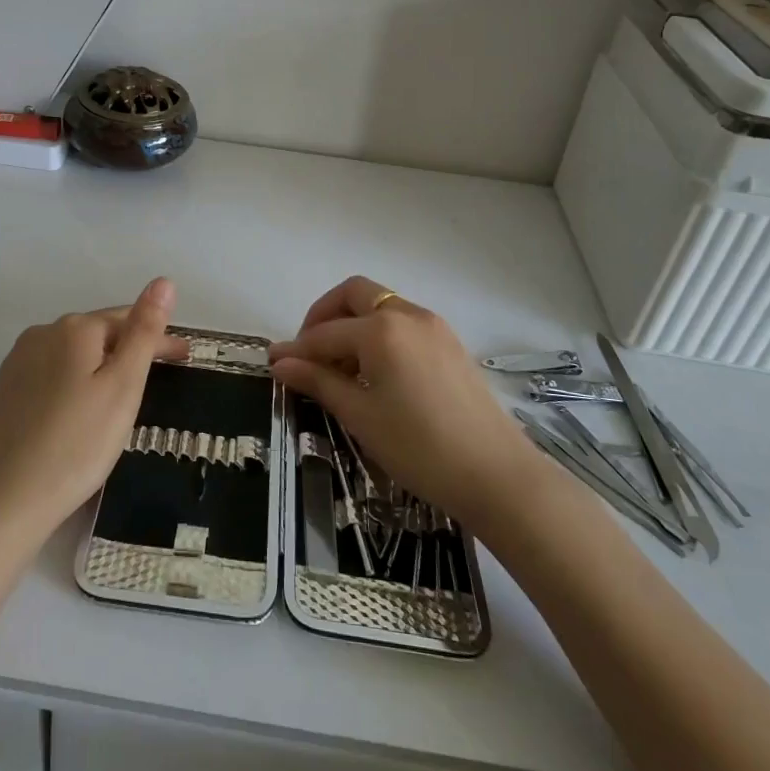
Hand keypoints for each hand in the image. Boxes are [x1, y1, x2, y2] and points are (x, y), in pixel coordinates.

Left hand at [0, 278, 186, 544]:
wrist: (8, 498)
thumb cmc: (79, 443)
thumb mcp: (124, 386)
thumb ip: (145, 331)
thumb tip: (163, 281)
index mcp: (74, 328)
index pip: (128, 320)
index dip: (159, 338)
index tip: (185, 358)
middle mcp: (42, 333)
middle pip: (99, 334)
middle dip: (130, 350)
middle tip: (160, 380)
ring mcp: (18, 361)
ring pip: (74, 354)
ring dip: (101, 365)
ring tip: (122, 395)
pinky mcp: (5, 390)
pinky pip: (52, 374)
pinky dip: (74, 383)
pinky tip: (80, 408)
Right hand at [268, 275, 540, 532]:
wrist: (496, 475)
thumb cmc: (419, 447)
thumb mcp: (360, 415)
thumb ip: (318, 381)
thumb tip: (280, 362)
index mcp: (381, 329)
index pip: (325, 333)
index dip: (296, 349)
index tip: (273, 363)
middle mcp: (407, 314)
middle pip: (354, 294)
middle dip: (324, 316)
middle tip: (308, 352)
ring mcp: (434, 326)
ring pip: (381, 307)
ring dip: (353, 324)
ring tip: (340, 369)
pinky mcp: (451, 343)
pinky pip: (403, 323)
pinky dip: (379, 334)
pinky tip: (374, 372)